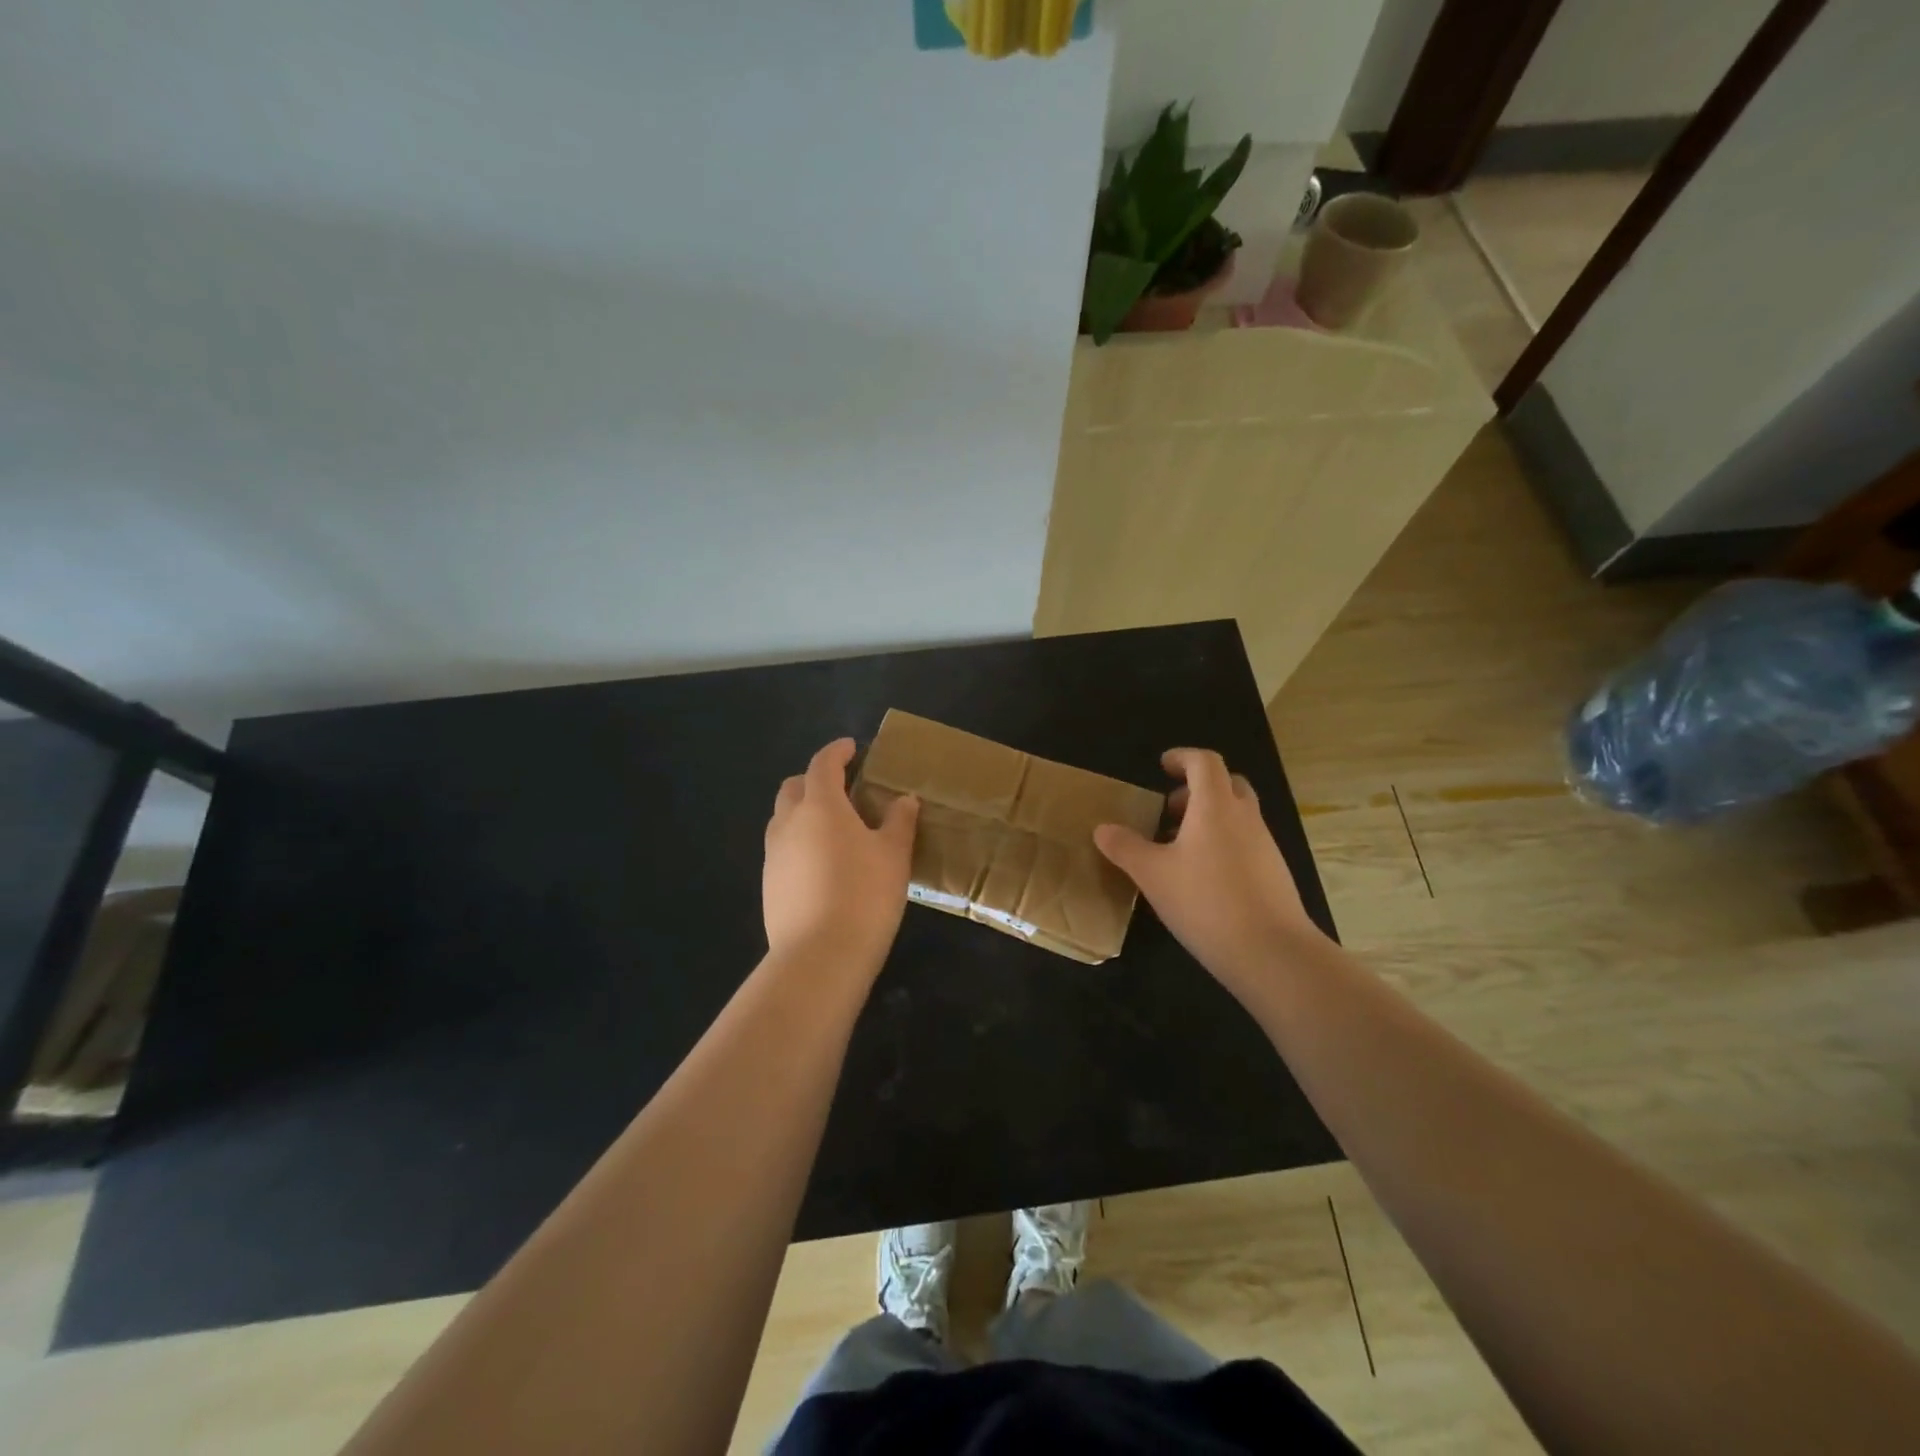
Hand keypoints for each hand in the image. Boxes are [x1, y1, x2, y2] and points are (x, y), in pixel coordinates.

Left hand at [763, 738, 918, 973]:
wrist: (819, 956)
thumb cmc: (864, 895)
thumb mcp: (894, 855)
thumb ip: (899, 822)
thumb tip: (904, 800)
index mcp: (820, 806)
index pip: (823, 764)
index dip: (837, 752)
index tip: (852, 748)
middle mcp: (789, 823)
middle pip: (794, 787)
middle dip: (814, 780)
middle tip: (842, 788)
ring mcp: (774, 855)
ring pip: (783, 819)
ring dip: (804, 812)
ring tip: (834, 828)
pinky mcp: (769, 884)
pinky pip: (783, 849)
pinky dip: (800, 842)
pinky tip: (822, 865)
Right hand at [1094, 748, 1321, 990]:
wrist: (1272, 952)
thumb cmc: (1205, 901)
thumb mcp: (1152, 874)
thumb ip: (1125, 847)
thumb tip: (1102, 828)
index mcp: (1215, 806)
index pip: (1204, 762)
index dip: (1183, 757)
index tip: (1163, 767)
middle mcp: (1245, 817)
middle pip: (1227, 783)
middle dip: (1197, 789)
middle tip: (1170, 810)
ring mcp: (1265, 845)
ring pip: (1238, 814)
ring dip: (1209, 818)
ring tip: (1179, 849)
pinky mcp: (1274, 873)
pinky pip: (1246, 842)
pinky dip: (1223, 843)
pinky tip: (1202, 879)